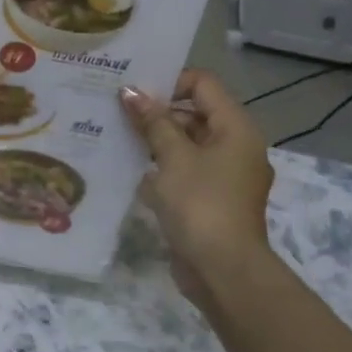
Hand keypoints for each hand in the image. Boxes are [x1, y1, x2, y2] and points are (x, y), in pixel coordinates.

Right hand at [120, 70, 274, 303]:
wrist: (223, 270)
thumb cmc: (201, 205)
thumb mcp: (173, 158)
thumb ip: (153, 122)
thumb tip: (131, 91)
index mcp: (235, 128)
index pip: (203, 84)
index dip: (169, 81)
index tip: (134, 92)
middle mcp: (235, 146)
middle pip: (195, 113)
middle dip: (157, 112)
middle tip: (116, 111)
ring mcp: (224, 176)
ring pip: (187, 144)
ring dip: (156, 140)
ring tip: (117, 136)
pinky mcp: (210, 200)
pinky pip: (185, 171)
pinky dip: (162, 168)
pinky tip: (131, 170)